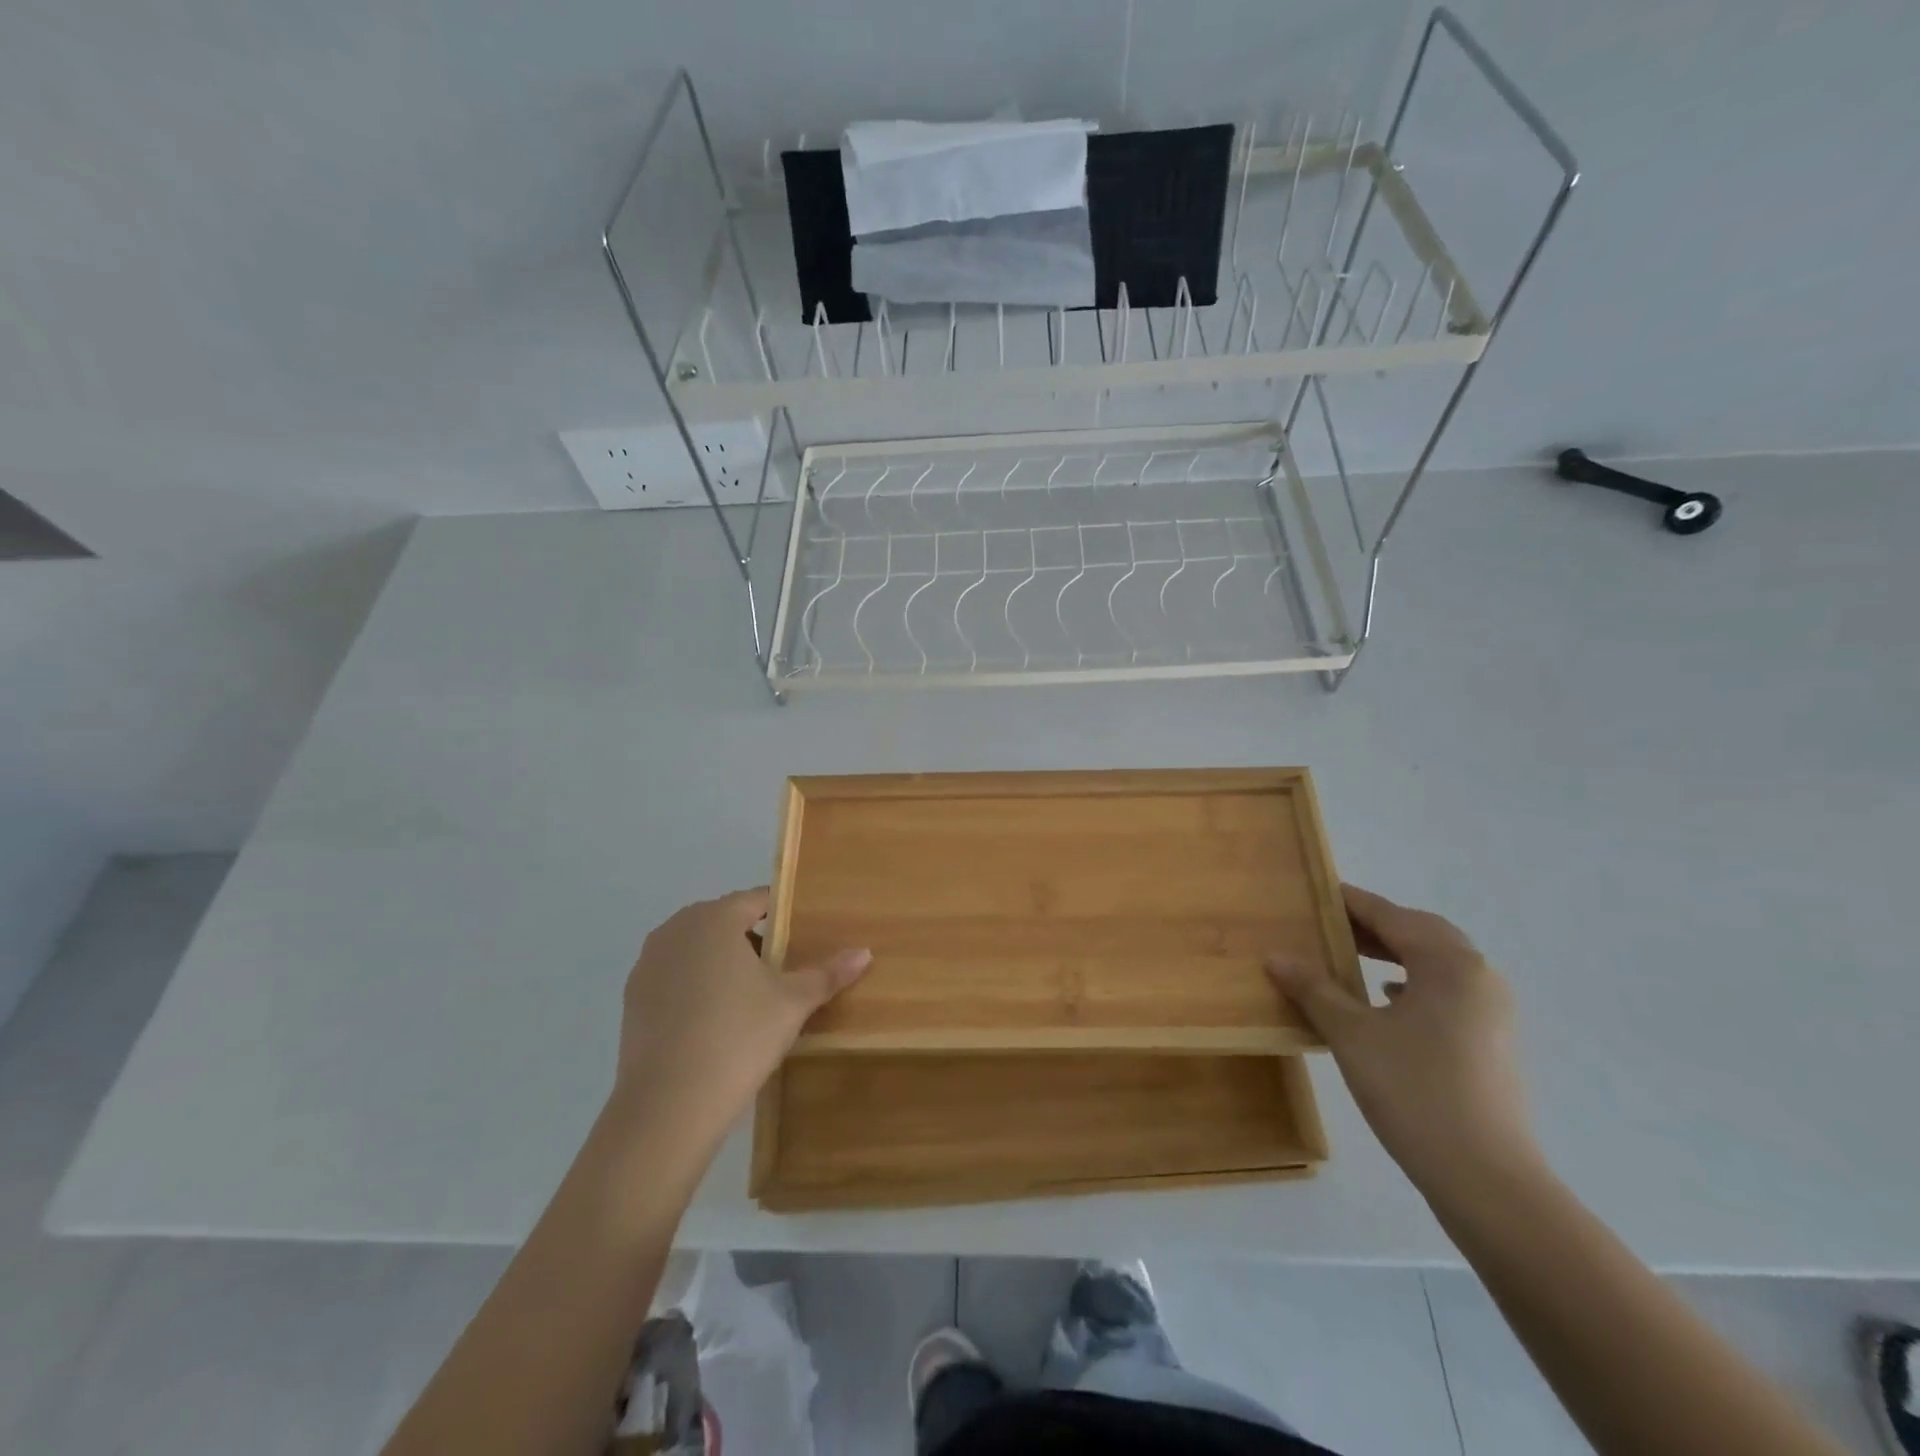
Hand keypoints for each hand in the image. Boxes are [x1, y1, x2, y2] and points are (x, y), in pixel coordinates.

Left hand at [610, 888, 869, 1153]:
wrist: (668, 1107)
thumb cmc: (738, 1038)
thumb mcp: (792, 1003)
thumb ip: (827, 973)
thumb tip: (865, 952)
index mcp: (714, 918)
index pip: (757, 901)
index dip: (785, 916)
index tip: (805, 938)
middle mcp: (676, 929)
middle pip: (725, 922)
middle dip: (755, 941)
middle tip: (784, 972)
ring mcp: (648, 964)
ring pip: (697, 950)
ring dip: (723, 963)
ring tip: (752, 999)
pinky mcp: (632, 999)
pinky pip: (675, 977)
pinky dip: (696, 987)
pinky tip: (715, 1022)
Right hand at [1267, 884, 1536, 1197]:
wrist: (1487, 1180)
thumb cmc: (1415, 1092)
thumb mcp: (1352, 1035)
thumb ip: (1314, 990)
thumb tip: (1276, 957)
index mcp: (1449, 964)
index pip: (1392, 916)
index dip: (1351, 902)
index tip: (1316, 890)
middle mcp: (1479, 977)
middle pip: (1421, 933)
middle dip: (1376, 925)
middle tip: (1329, 923)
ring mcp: (1491, 1012)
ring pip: (1437, 963)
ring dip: (1395, 952)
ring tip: (1351, 955)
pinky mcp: (1491, 1042)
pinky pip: (1446, 992)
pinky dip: (1413, 982)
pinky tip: (1386, 999)